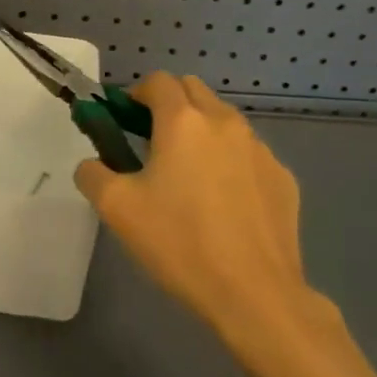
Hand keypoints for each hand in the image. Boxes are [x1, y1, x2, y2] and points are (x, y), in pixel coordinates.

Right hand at [74, 74, 330, 363]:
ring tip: (189, 177)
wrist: (255, 295)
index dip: (136, 94)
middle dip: (170, 105)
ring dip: (201, 132)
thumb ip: (93, 173)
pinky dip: (230, 162)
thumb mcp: (116, 209)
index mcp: (183, 121)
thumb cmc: (179, 243)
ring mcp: (260, 150)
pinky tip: (224, 204)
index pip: (158, 81)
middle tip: (151, 143)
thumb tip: (94, 164)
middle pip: (193, 90)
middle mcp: (225, 123)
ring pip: (224, 121)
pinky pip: (248, 154)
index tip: (124, 121)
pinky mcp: (283, 178)